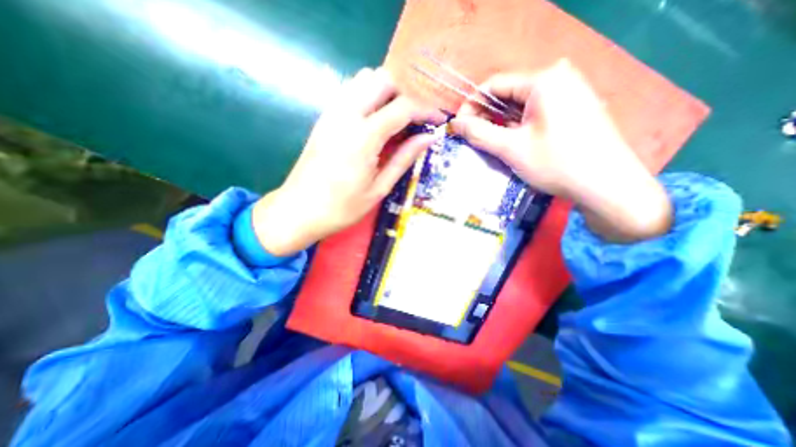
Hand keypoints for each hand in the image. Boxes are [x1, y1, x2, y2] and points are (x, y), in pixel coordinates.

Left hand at [252, 64, 444, 253]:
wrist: (299, 211)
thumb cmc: (342, 208)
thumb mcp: (379, 188)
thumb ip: (404, 158)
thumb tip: (428, 138)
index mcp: (363, 138)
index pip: (402, 107)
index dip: (425, 111)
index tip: (438, 120)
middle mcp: (346, 115)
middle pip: (382, 79)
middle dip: (404, 95)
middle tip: (413, 121)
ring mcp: (331, 113)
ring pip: (363, 79)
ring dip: (385, 93)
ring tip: (394, 121)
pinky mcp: (323, 118)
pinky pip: (349, 92)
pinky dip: (368, 97)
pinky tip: (373, 123)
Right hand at [451, 59, 665, 242]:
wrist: (606, 185)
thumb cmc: (556, 164)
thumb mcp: (511, 148)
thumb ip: (479, 133)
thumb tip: (455, 124)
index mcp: (543, 80)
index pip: (493, 85)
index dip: (471, 105)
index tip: (459, 126)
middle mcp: (558, 78)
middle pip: (508, 93)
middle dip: (486, 115)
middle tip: (472, 138)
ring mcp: (569, 92)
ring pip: (520, 104)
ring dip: (501, 122)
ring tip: (489, 143)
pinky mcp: (573, 107)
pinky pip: (535, 111)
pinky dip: (518, 125)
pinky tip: (512, 142)